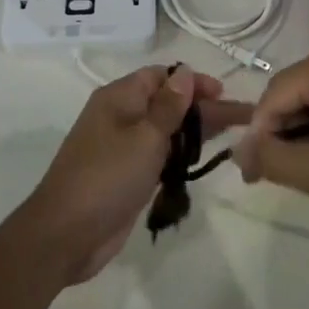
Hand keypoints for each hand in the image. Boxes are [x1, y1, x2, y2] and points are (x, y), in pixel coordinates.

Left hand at [25, 65, 252, 283]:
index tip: (222, 93)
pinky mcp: (128, 175)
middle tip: (243, 117)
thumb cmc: (107, 177)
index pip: (161, 76)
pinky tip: (204, 158)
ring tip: (234, 134)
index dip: (193, 81)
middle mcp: (121, 116)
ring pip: (167, 131)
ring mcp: (123, 147)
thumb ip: (169, 106)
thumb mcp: (145, 137)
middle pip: (168, 103)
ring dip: (196, 131)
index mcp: (119, 98)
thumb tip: (185, 73)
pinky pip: (160, 155)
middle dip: (203, 108)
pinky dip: (181, 154)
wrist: (65, 235)